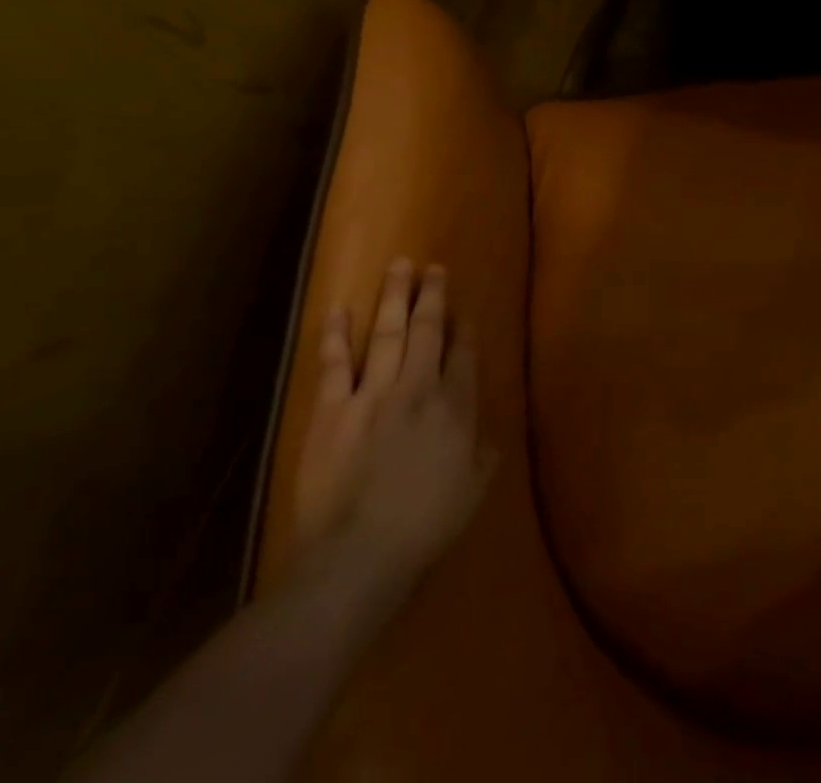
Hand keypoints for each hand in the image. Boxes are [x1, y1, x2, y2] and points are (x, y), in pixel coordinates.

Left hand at [293, 260, 491, 597]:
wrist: (359, 554)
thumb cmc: (426, 526)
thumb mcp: (473, 491)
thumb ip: (483, 457)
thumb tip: (488, 437)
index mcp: (455, 408)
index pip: (465, 356)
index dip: (465, 330)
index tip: (464, 310)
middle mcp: (418, 388)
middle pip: (428, 331)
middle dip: (433, 296)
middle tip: (435, 267)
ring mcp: (373, 395)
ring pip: (388, 334)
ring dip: (394, 297)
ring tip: (400, 266)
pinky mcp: (331, 411)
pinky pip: (334, 365)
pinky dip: (336, 335)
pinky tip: (340, 308)